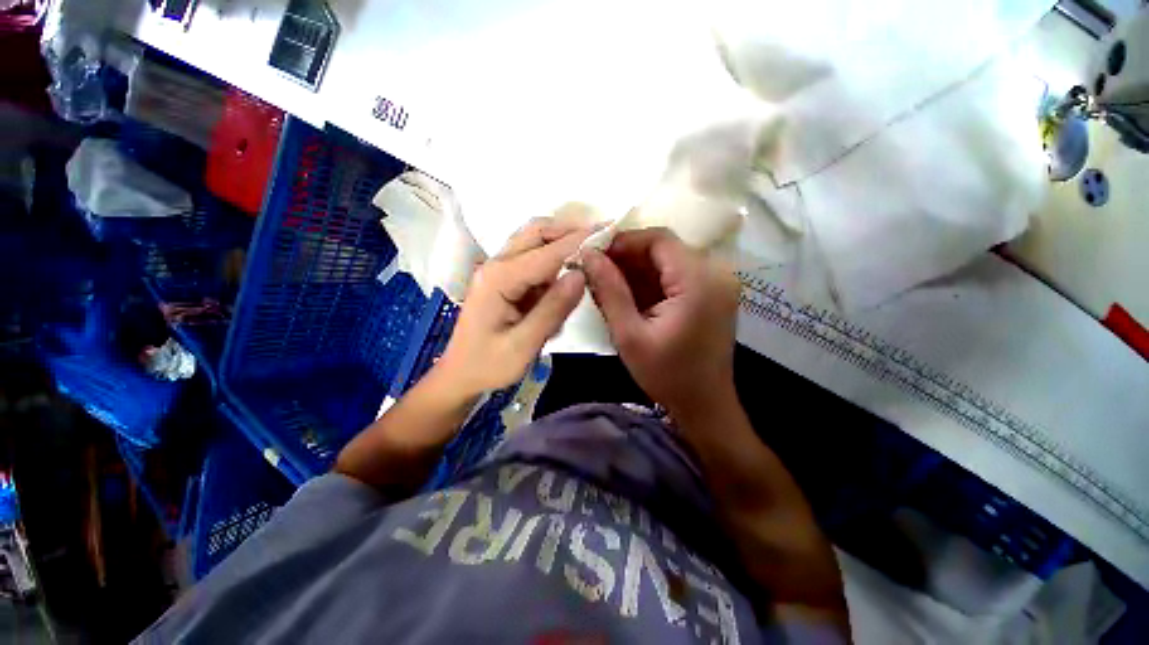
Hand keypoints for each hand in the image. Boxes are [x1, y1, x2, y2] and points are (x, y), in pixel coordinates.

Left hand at [434, 218, 591, 397]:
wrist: (460, 375)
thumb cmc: (488, 365)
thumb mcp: (524, 345)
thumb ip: (552, 309)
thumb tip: (580, 274)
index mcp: (499, 279)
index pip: (547, 252)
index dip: (578, 241)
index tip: (608, 231)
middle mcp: (496, 265)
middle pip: (535, 232)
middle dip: (568, 231)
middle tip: (599, 240)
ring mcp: (498, 271)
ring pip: (534, 242)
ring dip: (560, 245)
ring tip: (587, 260)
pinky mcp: (503, 280)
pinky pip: (532, 260)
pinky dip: (552, 263)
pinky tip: (563, 284)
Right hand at [581, 228, 740, 419]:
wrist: (705, 405)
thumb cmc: (667, 375)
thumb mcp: (629, 335)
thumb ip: (609, 291)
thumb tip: (588, 255)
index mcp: (698, 281)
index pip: (659, 239)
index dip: (624, 241)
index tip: (596, 256)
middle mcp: (716, 273)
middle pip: (665, 248)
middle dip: (628, 257)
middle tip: (598, 273)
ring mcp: (718, 283)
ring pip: (670, 260)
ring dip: (639, 270)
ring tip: (610, 286)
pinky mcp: (714, 293)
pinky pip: (678, 274)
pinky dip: (653, 281)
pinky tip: (632, 296)